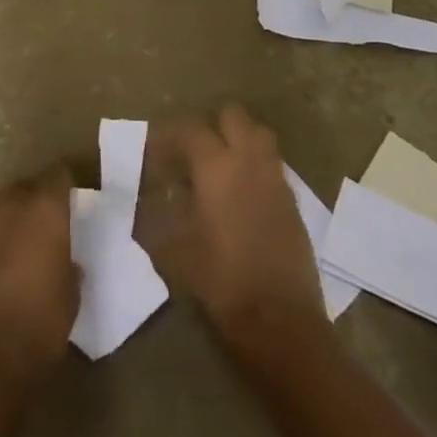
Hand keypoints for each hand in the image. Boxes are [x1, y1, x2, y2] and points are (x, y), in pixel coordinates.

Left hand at [0, 166, 79, 385]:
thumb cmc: (42, 323)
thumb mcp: (71, 293)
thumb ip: (68, 264)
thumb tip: (64, 261)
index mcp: (45, 209)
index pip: (58, 175)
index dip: (63, 186)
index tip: (68, 200)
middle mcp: (10, 205)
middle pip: (22, 188)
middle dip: (31, 202)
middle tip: (39, 227)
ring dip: (2, 218)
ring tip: (8, 244)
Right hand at [137, 106, 326, 345]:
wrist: (280, 320)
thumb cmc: (220, 281)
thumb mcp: (175, 251)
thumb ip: (158, 218)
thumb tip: (144, 203)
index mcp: (216, 167)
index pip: (190, 131)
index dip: (169, 137)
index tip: (154, 152)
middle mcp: (248, 161)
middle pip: (234, 116)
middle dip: (212, 126)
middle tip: (192, 153)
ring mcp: (275, 179)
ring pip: (259, 135)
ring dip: (239, 140)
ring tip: (219, 167)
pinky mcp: (292, 201)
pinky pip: (272, 165)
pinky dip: (255, 167)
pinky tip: (241, 195)